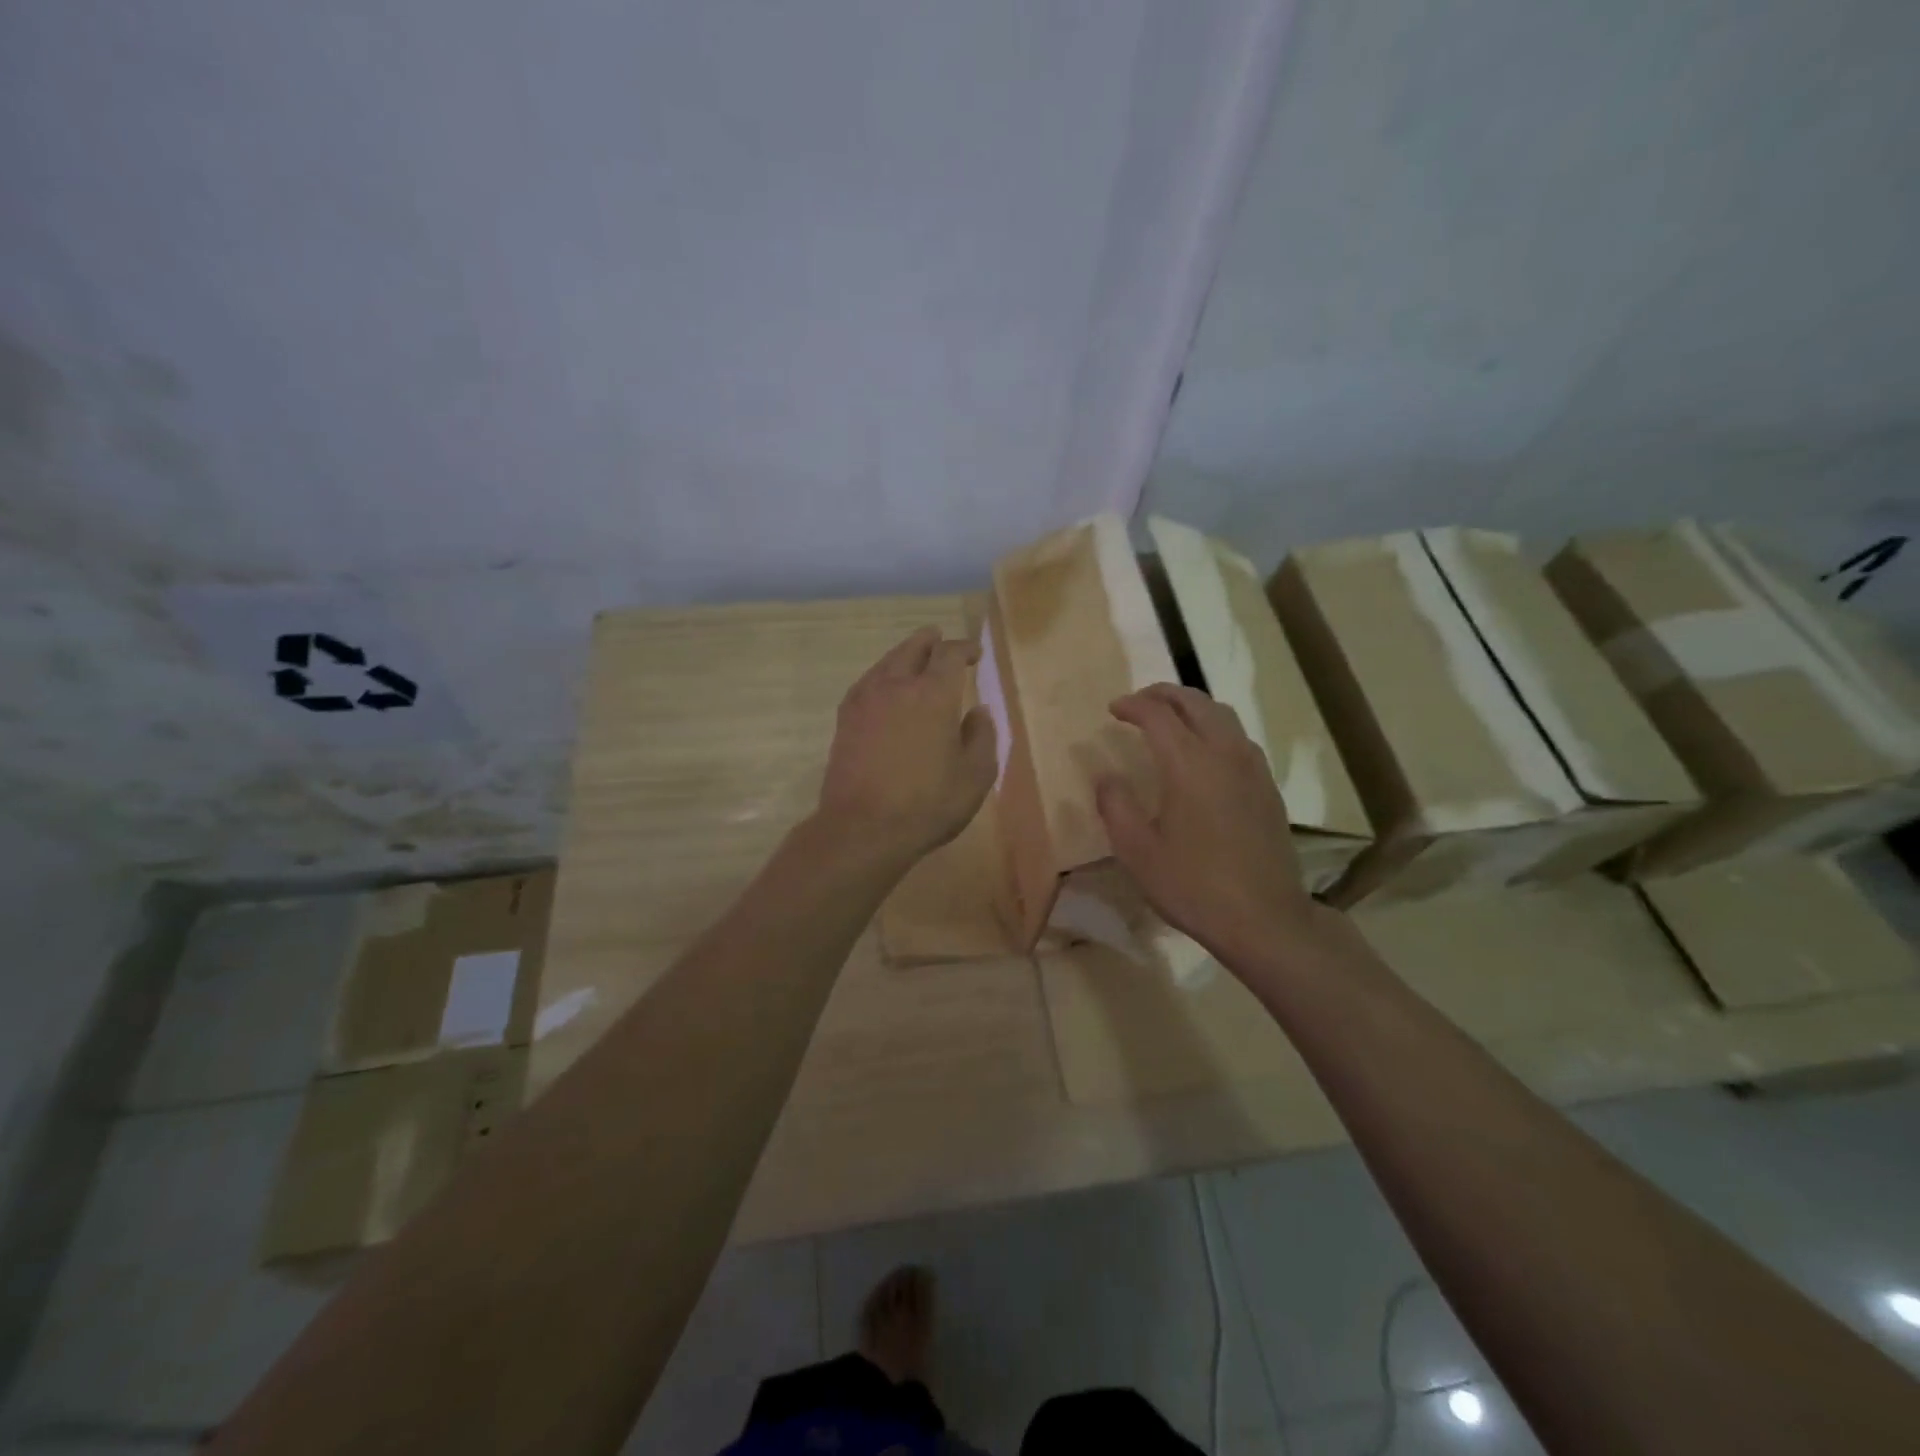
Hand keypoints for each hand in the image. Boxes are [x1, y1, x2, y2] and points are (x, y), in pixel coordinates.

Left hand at [817, 626, 996, 862]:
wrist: (862, 828)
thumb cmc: (928, 804)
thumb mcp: (975, 775)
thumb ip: (981, 736)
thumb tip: (978, 711)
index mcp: (933, 693)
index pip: (950, 654)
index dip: (964, 648)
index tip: (974, 654)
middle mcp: (897, 685)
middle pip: (913, 648)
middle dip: (930, 641)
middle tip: (939, 639)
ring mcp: (865, 700)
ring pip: (886, 662)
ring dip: (903, 655)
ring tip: (914, 658)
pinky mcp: (845, 719)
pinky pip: (867, 682)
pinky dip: (882, 675)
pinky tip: (885, 688)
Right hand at [1096, 683, 1321, 970]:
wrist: (1265, 919)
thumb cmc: (1193, 885)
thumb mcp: (1137, 851)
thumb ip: (1115, 805)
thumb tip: (1106, 776)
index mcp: (1189, 764)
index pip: (1158, 714)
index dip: (1132, 705)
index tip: (1113, 709)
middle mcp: (1225, 753)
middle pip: (1196, 702)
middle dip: (1164, 694)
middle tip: (1139, 701)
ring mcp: (1253, 769)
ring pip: (1223, 715)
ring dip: (1192, 706)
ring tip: (1170, 719)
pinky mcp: (1267, 787)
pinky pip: (1239, 738)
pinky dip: (1214, 727)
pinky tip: (1203, 753)